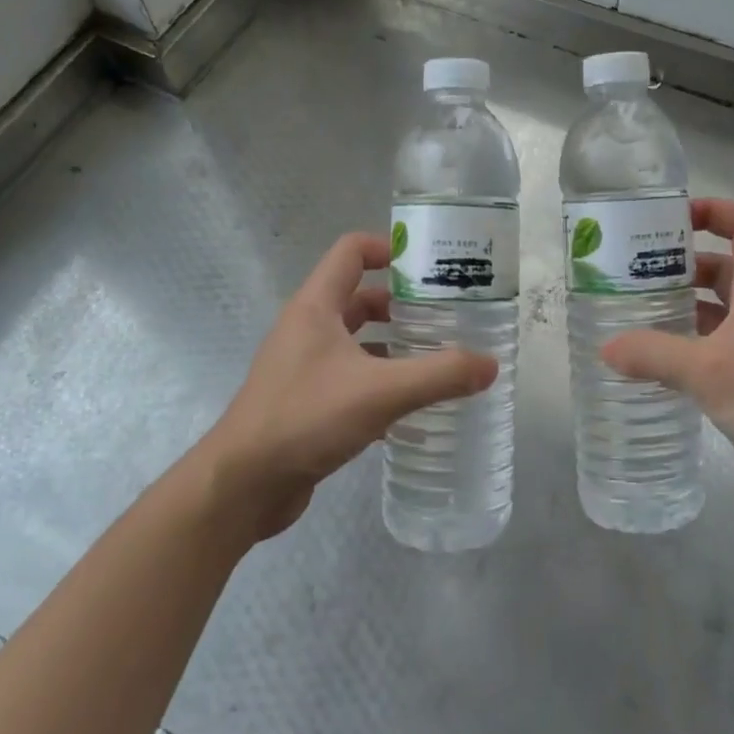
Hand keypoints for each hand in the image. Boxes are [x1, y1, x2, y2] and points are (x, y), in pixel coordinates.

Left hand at [195, 232, 497, 543]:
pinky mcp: (307, 403)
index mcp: (316, 307)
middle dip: (404, 306)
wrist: (243, 485)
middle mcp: (307, 329)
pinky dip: (381, 385)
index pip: (351, 251)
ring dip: (395, 348)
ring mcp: (304, 368)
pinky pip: (352, 381)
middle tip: (449, 319)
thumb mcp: (381, 391)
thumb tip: (491, 364)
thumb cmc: (306, 418)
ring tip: (439, 362)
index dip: (389, 248)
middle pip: (360, 298)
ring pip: (358, 344)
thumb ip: (439, 375)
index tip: (430, 266)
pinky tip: (412, 409)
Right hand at [601, 199, 733, 524]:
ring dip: (676, 311)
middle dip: (679, 266)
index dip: (715, 211)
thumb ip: (654, 355)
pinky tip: (644, 365)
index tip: (670, 218)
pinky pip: (706, 357)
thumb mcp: (710, 370)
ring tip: (626, 314)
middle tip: (628, 273)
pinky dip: (678, 354)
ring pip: (711, 316)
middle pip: (721, 270)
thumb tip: (606, 347)